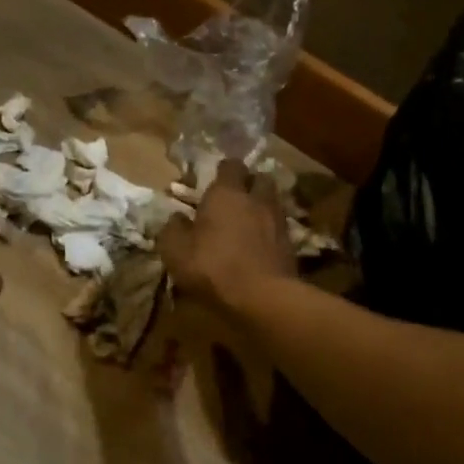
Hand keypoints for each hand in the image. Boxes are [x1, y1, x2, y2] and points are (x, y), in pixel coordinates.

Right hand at [156, 158, 294, 319]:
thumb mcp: (176, 252)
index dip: (223, 171)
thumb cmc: (213, 267)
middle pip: (259, 178)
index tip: (214, 181)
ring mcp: (278, 220)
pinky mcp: (291, 243)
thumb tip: (177, 218)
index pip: (231, 165)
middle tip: (236, 197)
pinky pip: (280, 226)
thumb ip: (173, 229)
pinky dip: (271, 230)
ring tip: (249, 220)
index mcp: (226, 193)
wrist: (263, 297)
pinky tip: (260, 243)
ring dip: (262, 206)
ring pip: (273, 201)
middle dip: (250, 184)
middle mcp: (256, 199)